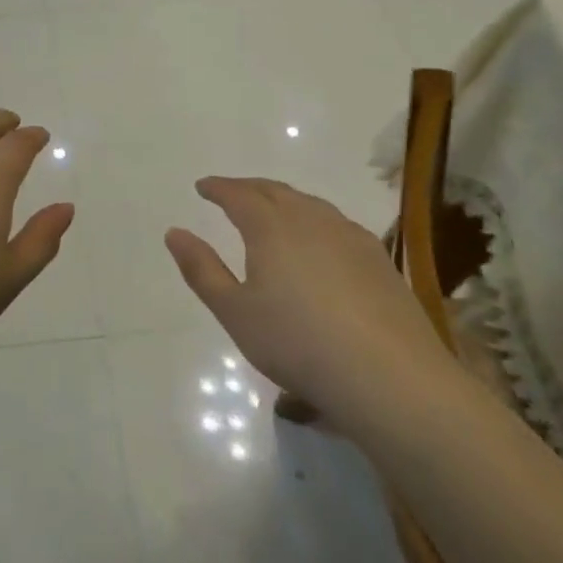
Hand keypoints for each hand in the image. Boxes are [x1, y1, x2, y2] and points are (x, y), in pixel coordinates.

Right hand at [165, 177, 459, 440]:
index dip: (218, 188)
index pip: (239, 195)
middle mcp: (311, 220)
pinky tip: (319, 240)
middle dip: (249, 188)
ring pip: (310, 204)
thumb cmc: (296, 342)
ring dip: (284, 200)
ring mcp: (350, 237)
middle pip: (275, 191)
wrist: (388, 376)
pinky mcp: (378, 260)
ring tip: (272, 209)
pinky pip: (337, 223)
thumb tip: (174, 232)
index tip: (202, 187)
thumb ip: (202, 269)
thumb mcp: (234, 312)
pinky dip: (315, 219)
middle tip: (232, 192)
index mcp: (271, 227)